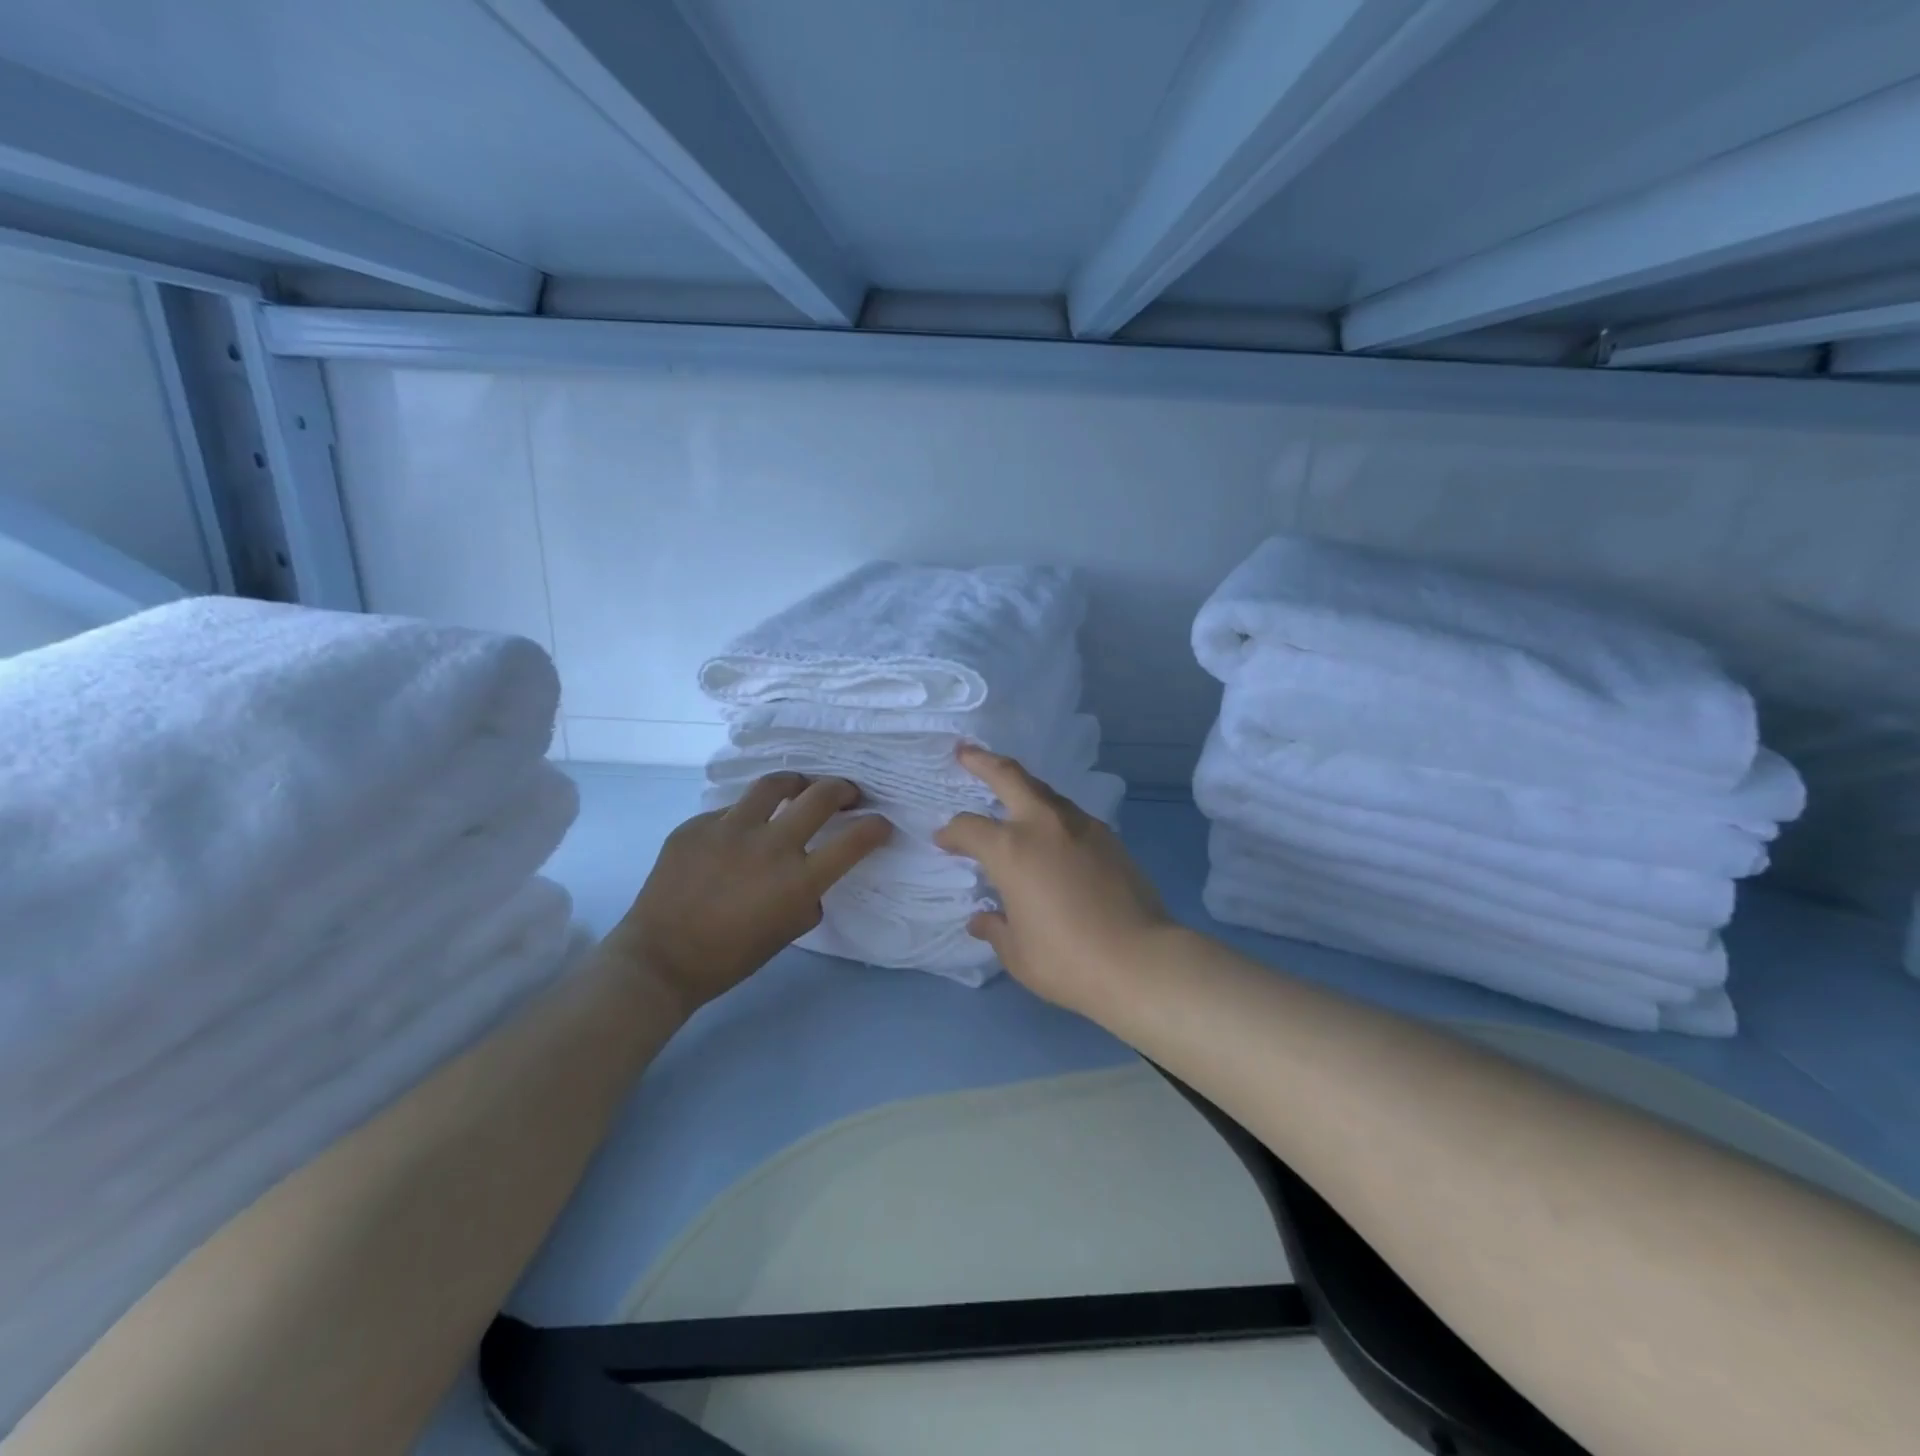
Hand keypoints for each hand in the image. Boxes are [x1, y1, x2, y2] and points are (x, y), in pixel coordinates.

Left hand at [616, 775, 891, 1014]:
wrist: (660, 959)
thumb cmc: (730, 957)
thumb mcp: (787, 931)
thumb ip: (808, 897)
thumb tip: (812, 876)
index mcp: (797, 880)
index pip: (854, 840)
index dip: (876, 826)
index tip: (880, 823)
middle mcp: (769, 845)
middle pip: (820, 795)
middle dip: (843, 789)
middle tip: (847, 794)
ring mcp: (729, 829)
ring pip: (774, 784)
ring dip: (796, 783)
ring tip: (798, 788)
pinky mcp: (697, 825)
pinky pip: (730, 811)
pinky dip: (745, 817)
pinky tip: (738, 835)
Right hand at [934, 746, 1173, 1016]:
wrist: (1141, 961)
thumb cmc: (1067, 960)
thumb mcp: (1018, 953)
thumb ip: (995, 928)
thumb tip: (981, 918)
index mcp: (1011, 849)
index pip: (969, 828)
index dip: (951, 833)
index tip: (943, 841)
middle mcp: (1043, 825)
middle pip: (1009, 776)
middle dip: (982, 761)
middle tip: (965, 752)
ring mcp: (1080, 826)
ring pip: (1043, 790)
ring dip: (1021, 785)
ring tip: (1008, 791)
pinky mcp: (1108, 837)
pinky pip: (1068, 814)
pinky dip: (1050, 812)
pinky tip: (1049, 831)